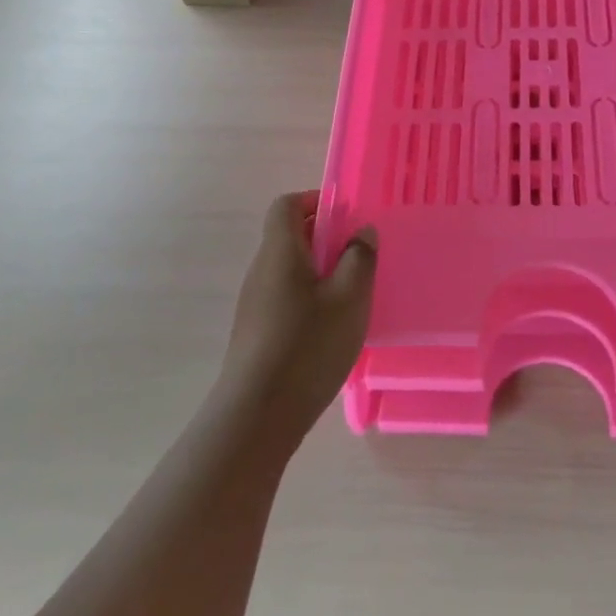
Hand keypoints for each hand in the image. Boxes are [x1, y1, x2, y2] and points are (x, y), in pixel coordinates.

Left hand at [219, 192, 377, 443]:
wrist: (257, 415)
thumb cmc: (308, 345)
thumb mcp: (349, 298)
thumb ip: (360, 258)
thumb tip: (361, 231)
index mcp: (280, 251)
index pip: (287, 205)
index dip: (315, 201)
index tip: (347, 218)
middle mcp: (261, 270)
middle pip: (289, 236)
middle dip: (326, 239)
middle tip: (359, 258)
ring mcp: (255, 302)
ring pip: (290, 269)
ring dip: (320, 271)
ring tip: (352, 296)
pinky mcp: (256, 331)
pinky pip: (286, 297)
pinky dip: (310, 297)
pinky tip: (331, 328)